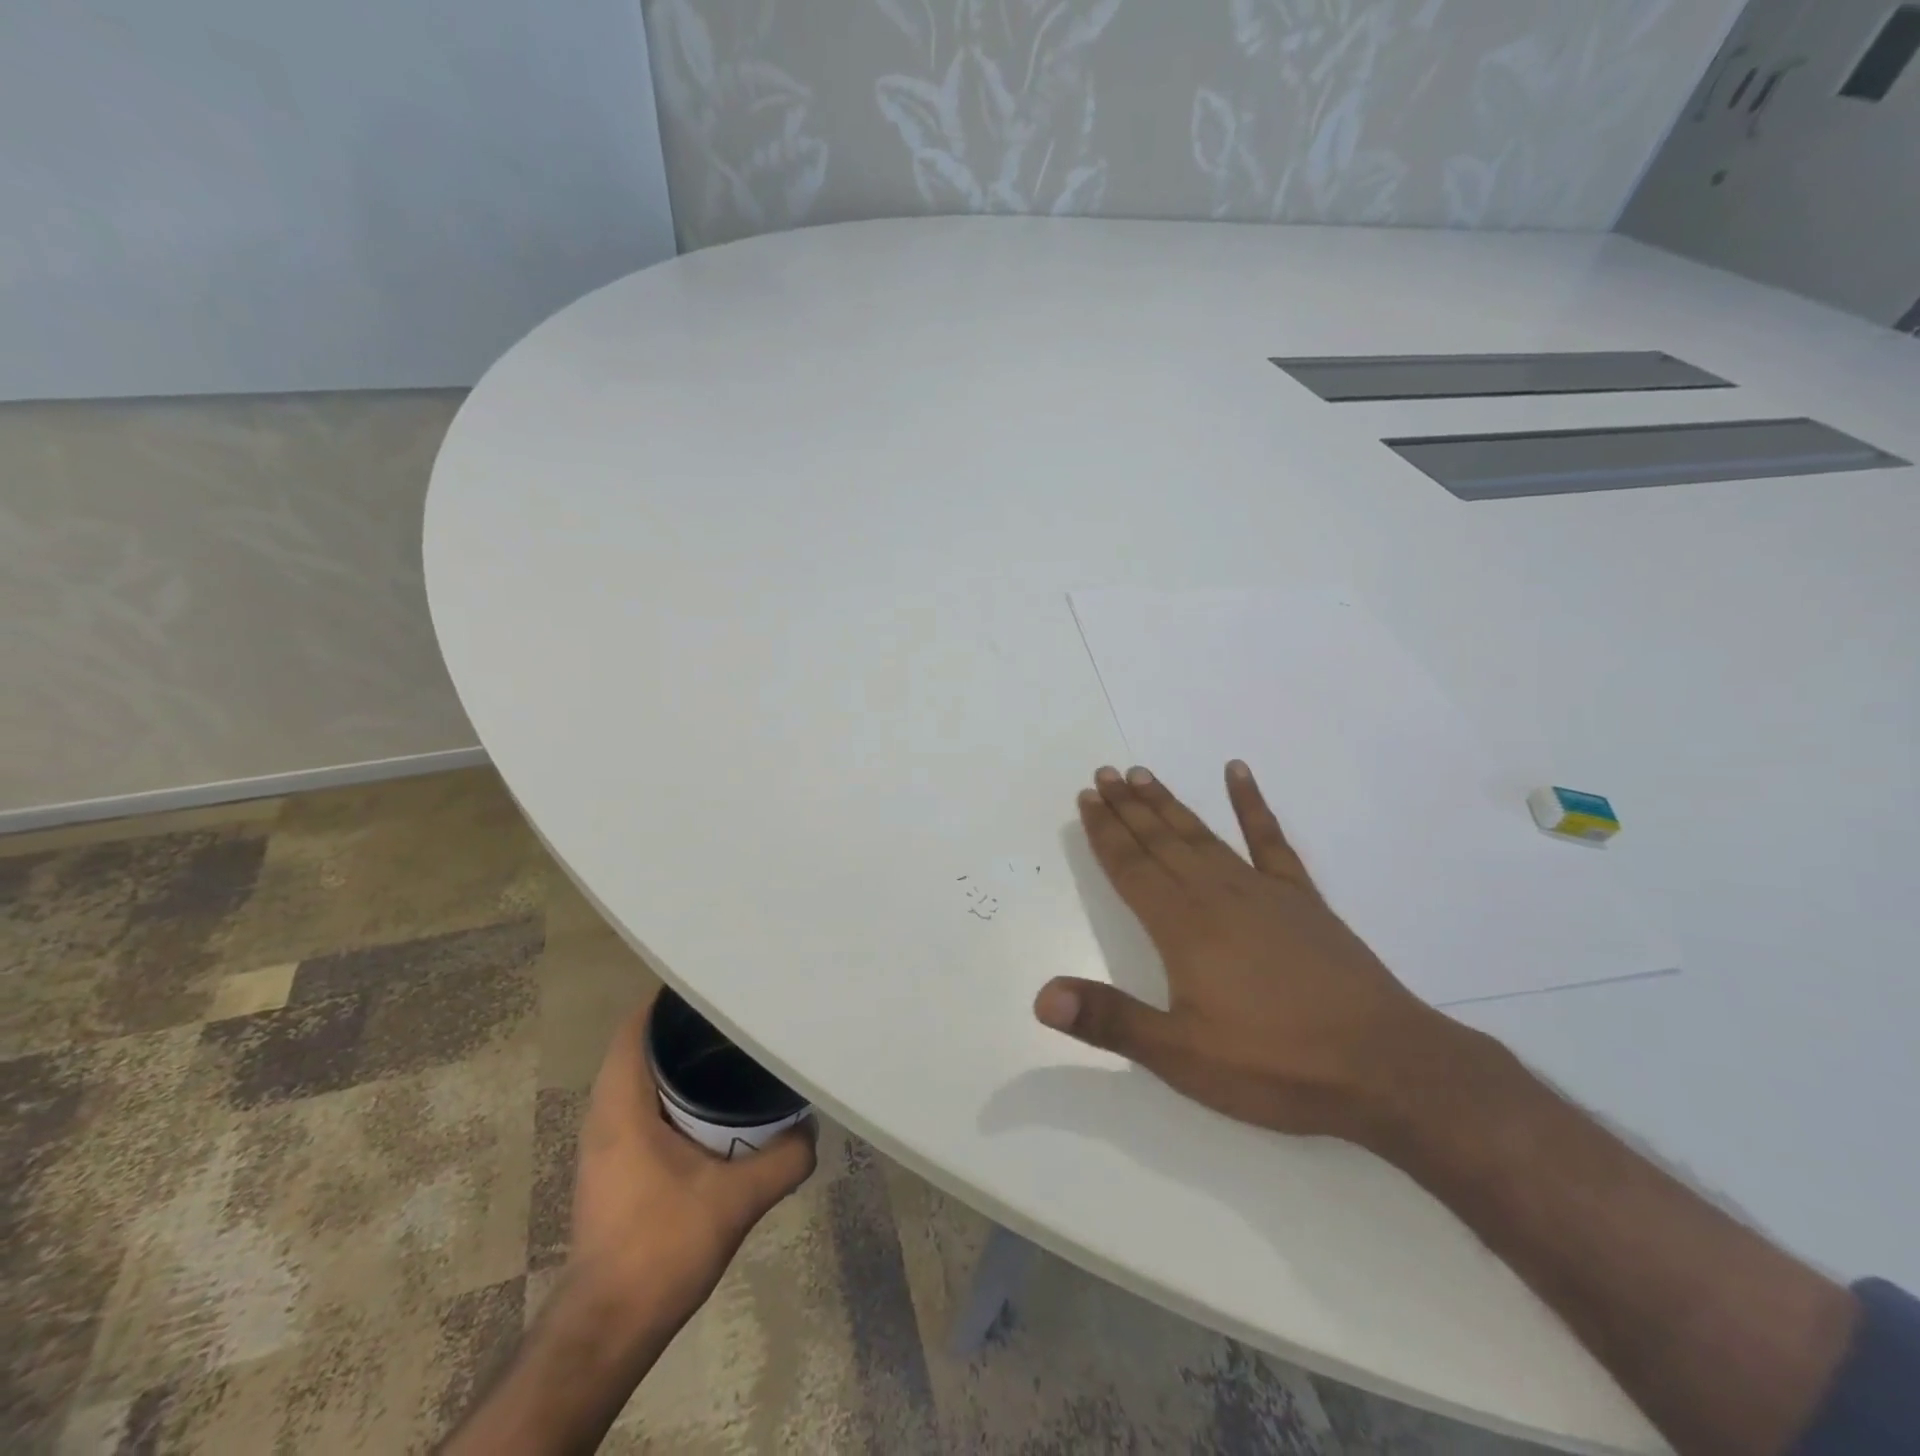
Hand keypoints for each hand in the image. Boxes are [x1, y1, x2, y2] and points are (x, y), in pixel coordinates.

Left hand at [570, 995, 815, 1312]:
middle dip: (688, 1027)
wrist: (607, 1329)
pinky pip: (643, 1106)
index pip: (638, 1026)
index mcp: (622, 1104)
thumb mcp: (737, 1200)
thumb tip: (812, 1127)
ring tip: (735, 1050)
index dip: (673, 999)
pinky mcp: (614, 1165)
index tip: (719, 983)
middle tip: (740, 1014)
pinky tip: (716, 1108)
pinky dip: (675, 1094)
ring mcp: (606, 1141)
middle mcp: (605, 1113)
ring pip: (642, 1077)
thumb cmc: (661, 1248)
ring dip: (681, 1063)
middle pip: (643, 1045)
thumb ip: (784, 1158)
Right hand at [1034, 762, 1472, 1145]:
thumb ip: (1110, 1020)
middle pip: (1161, 841)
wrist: (1386, 1067)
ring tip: (1142, 774)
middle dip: (1127, 808)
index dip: (1104, 832)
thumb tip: (1042, 997)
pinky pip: (1270, 840)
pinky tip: (1237, 773)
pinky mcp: (1302, 899)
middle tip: (1103, 774)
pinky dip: (1251, 803)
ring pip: (1202, 834)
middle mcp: (1216, 895)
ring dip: (1168, 803)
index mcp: (1183, 927)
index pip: (1131, 867)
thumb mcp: (1182, 1056)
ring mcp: (1263, 891)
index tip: (1086, 799)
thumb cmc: (1276, 1065)